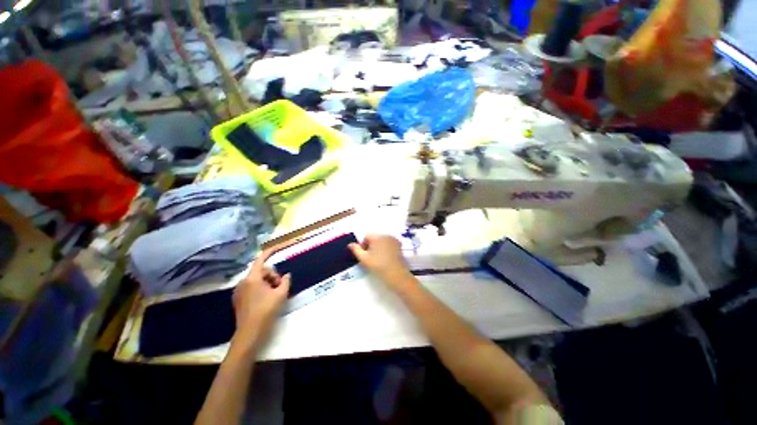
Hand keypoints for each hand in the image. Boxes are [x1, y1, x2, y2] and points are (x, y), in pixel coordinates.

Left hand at [232, 248, 289, 345]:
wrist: (250, 333)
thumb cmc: (266, 311)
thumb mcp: (281, 294)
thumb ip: (286, 281)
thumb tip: (286, 275)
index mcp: (252, 279)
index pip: (261, 260)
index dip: (270, 252)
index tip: (278, 247)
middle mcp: (243, 282)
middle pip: (261, 271)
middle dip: (273, 275)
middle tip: (280, 287)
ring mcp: (239, 291)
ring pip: (257, 279)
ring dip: (268, 282)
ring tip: (274, 294)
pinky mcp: (238, 298)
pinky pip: (252, 286)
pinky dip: (261, 288)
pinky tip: (267, 298)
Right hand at [349, 234, 413, 289]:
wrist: (396, 274)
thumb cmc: (378, 266)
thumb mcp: (364, 259)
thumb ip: (356, 250)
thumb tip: (350, 244)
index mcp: (377, 237)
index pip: (366, 237)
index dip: (363, 246)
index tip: (364, 255)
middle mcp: (386, 235)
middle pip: (374, 238)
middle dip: (371, 245)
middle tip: (370, 258)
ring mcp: (394, 240)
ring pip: (382, 241)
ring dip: (378, 246)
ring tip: (378, 258)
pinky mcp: (399, 245)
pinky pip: (389, 243)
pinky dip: (386, 248)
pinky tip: (386, 257)